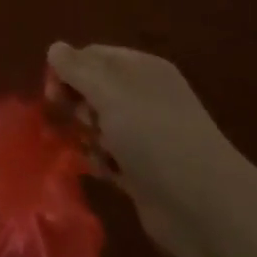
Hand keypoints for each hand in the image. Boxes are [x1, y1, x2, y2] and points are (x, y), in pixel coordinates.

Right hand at [47, 44, 234, 256]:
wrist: (204, 208)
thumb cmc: (154, 136)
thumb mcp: (110, 92)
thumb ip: (78, 68)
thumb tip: (55, 48)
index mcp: (142, 68)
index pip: (93, 56)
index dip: (67, 70)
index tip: (52, 94)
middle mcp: (144, 96)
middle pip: (94, 89)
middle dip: (77, 103)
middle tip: (75, 122)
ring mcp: (146, 136)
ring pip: (99, 124)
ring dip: (87, 135)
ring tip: (92, 150)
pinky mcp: (143, 172)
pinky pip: (109, 157)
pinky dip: (100, 162)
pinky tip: (101, 171)